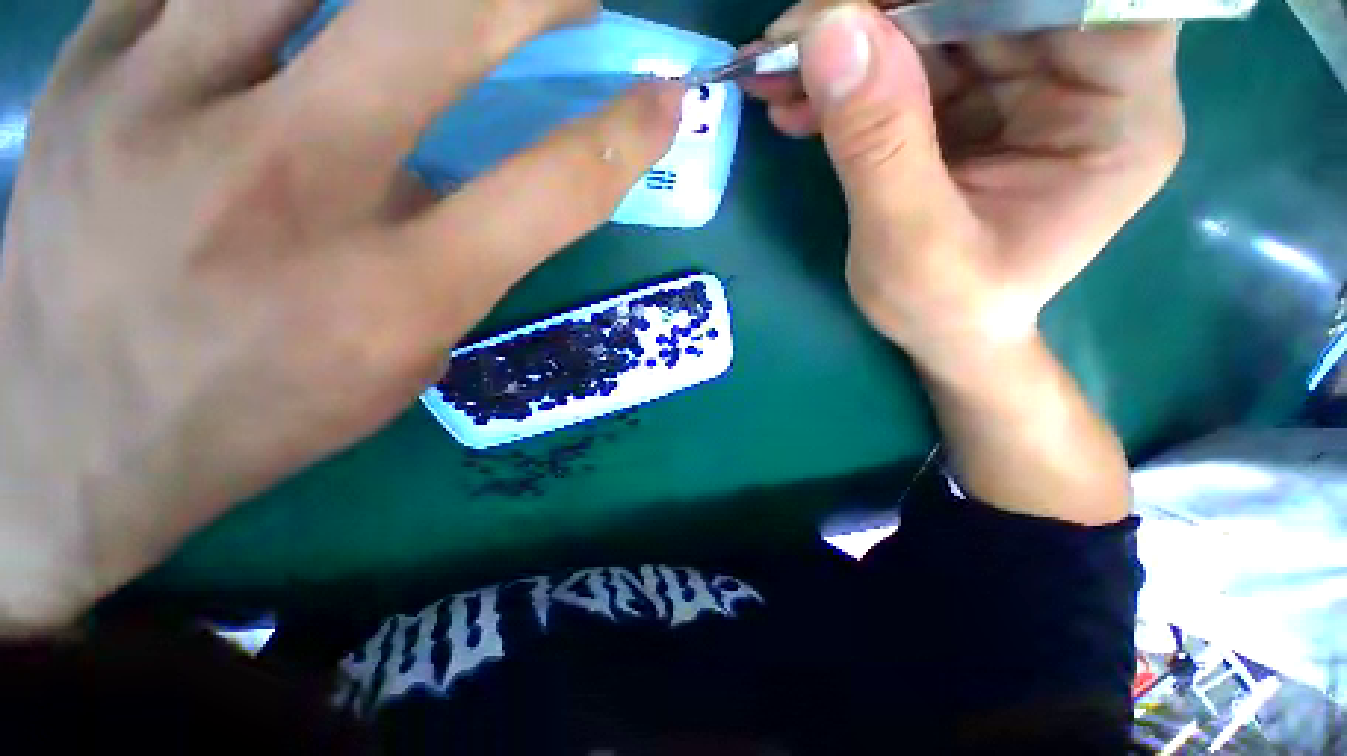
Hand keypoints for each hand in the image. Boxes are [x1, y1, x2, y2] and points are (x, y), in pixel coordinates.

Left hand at [0, 0, 681, 631]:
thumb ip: (455, 264)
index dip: (622, 138)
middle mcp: (283, 187)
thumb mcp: (400, 360)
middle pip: (439, 23)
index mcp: (390, 292)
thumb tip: (476, 172)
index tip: (665, 102)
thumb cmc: (258, 416)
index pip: (549, 192)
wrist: (76, 440)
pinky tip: (297, 11)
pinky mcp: (87, 74)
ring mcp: (158, 108)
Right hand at [746, 1, 1181, 373]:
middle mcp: (1082, 81)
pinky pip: (908, 62)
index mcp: (1117, 114)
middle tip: (795, 37)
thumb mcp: (909, 242)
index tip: (880, 3)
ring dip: (850, 42)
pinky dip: (847, 77)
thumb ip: (878, 143)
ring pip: (939, 20)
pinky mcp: (971, 103)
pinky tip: (796, 103)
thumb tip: (828, 29)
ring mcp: (1023, 86)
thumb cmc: (945, 308)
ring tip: (776, 73)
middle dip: (887, 9)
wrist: (939, 334)